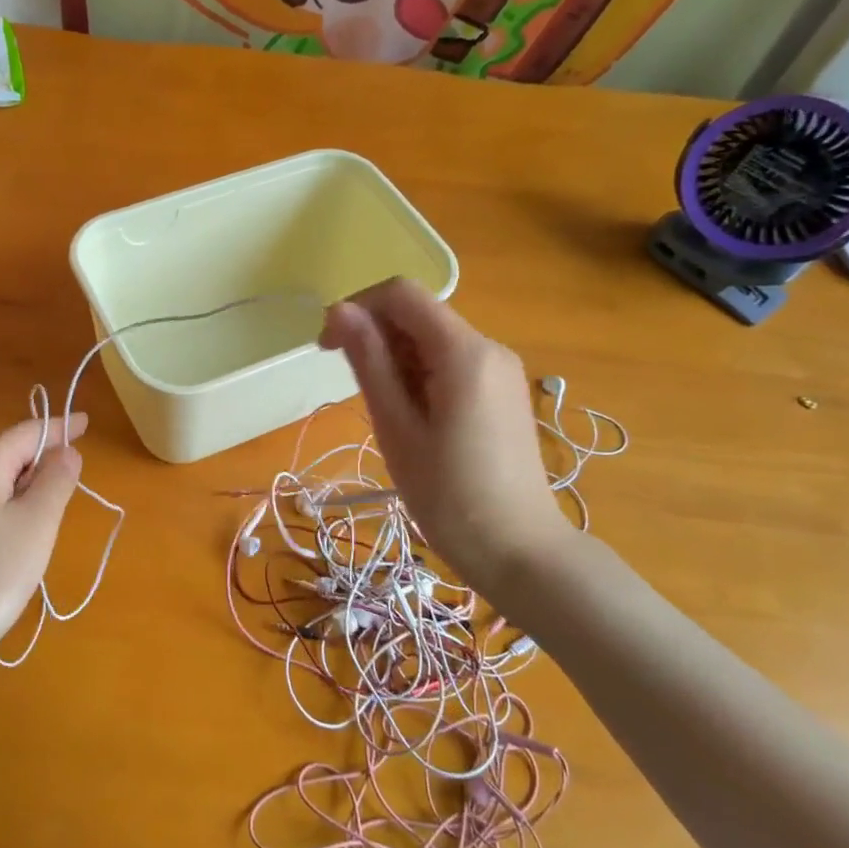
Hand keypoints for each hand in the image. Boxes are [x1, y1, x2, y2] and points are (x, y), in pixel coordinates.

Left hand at [0, 415, 86, 673]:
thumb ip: (56, 480)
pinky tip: (14, 548)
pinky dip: (7, 514)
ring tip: (46, 525)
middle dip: (43, 466)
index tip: (88, 422)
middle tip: (72, 492)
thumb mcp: (37, 524)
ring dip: (26, 494)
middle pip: (11, 456)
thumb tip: (66, 450)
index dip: (61, 426)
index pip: (28, 432)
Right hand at [320, 279, 576, 596]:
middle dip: (376, 337)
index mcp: (464, 351)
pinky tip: (414, 418)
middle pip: (419, 315)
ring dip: (397, 359)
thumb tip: (340, 310)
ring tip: (386, 414)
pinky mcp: (504, 392)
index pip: (401, 294)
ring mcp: (501, 370)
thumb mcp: (397, 427)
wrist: (521, 553)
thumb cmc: (449, 496)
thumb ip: (369, 362)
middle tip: (353, 390)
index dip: (357, 308)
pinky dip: (421, 375)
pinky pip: (452, 362)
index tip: (327, 350)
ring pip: (433, 339)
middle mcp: (489, 347)